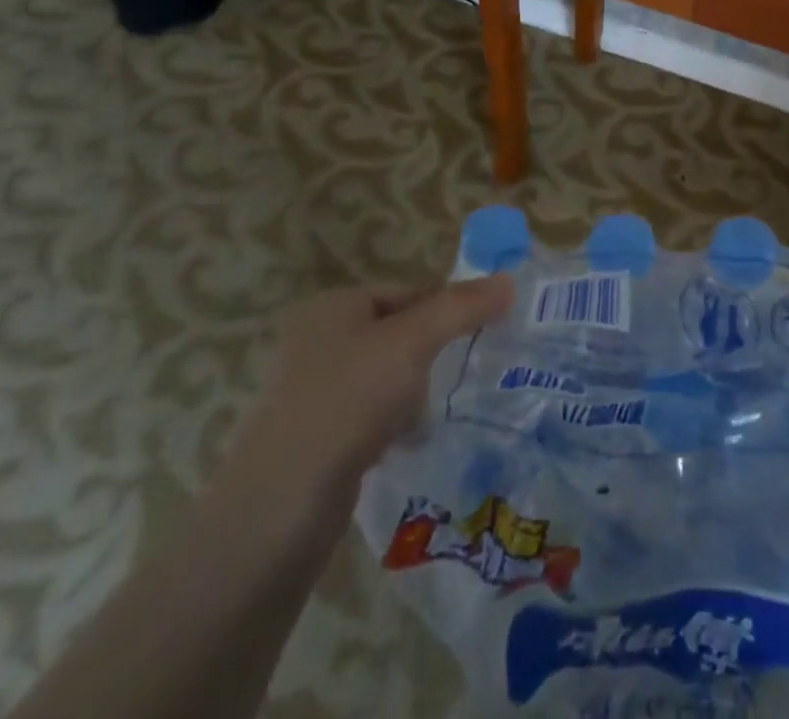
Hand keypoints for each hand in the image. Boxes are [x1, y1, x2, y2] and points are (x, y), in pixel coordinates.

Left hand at [215, 277, 515, 531]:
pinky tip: (404, 444)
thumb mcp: (412, 343)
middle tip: (459, 374)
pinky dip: (388, 425)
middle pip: (394, 333)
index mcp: (332, 306)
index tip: (480, 333)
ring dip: (410, 393)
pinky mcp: (309, 438)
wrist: (280, 507)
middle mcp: (314, 340)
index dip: (445, 307)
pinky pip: (365, 416)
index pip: (406, 291)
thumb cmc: (348, 401)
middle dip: (428, 354)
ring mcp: (307, 391)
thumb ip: (461, 308)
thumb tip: (508, 281)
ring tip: (429, 415)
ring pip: (382, 377)